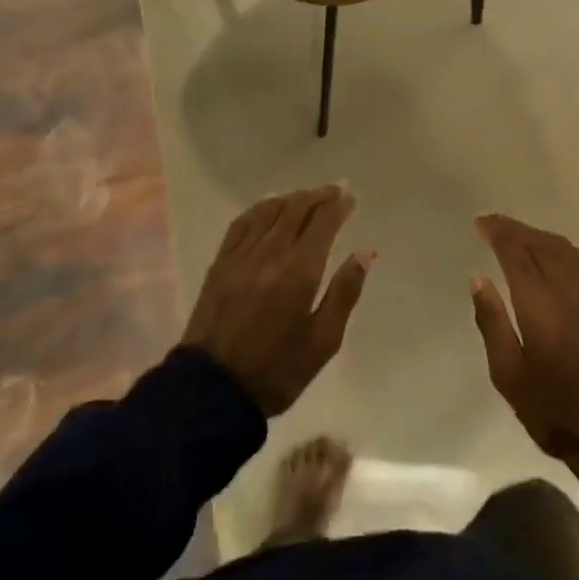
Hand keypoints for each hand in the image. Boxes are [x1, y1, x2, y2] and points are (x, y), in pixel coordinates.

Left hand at [182, 185, 373, 415]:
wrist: (213, 389)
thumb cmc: (278, 370)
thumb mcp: (323, 340)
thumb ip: (345, 292)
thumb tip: (365, 253)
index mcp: (300, 270)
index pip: (322, 223)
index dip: (338, 206)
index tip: (350, 198)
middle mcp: (271, 252)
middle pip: (297, 209)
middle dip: (318, 196)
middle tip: (334, 191)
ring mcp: (242, 255)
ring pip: (270, 211)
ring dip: (292, 199)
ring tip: (307, 197)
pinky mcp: (221, 262)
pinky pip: (242, 222)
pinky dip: (260, 208)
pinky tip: (269, 207)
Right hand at [470, 215, 578, 480]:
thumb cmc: (553, 410)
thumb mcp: (508, 375)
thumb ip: (492, 322)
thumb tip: (478, 278)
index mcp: (540, 304)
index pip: (516, 252)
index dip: (498, 233)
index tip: (479, 222)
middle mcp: (569, 289)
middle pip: (539, 244)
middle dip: (514, 229)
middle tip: (491, 223)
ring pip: (563, 248)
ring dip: (537, 235)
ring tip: (516, 234)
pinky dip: (560, 247)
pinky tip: (553, 252)